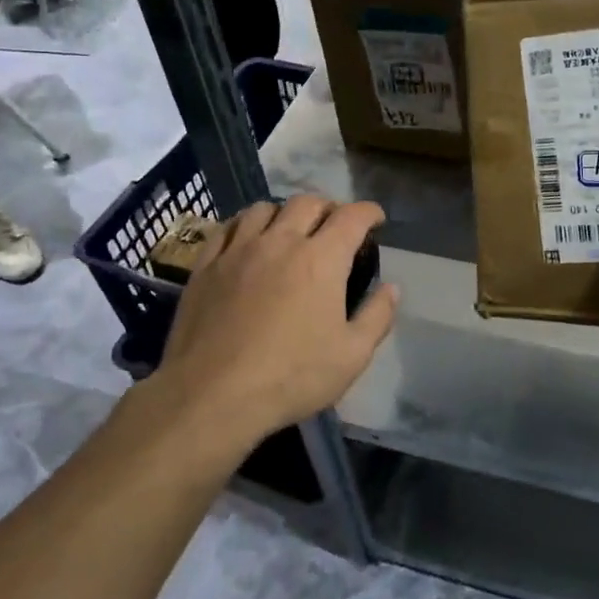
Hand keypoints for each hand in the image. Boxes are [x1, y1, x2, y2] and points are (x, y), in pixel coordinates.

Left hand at [155, 196, 397, 446]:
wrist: (212, 395)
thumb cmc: (291, 376)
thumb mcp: (352, 355)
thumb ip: (377, 316)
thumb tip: (391, 288)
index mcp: (321, 259)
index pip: (352, 216)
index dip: (369, 212)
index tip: (375, 220)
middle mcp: (281, 242)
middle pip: (307, 202)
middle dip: (328, 207)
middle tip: (335, 226)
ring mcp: (239, 250)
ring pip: (264, 208)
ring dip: (285, 212)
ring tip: (290, 229)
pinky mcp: (206, 266)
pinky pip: (228, 228)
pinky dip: (245, 225)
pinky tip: (248, 240)